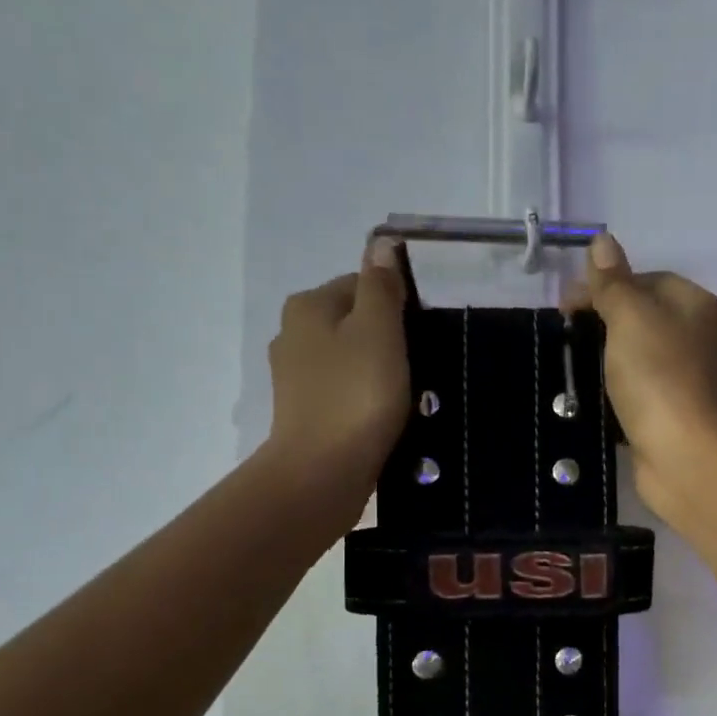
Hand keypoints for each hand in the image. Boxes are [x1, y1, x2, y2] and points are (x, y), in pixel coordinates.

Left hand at [263, 238, 410, 512]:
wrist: (322, 472)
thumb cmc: (357, 396)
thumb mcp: (379, 331)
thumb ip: (381, 286)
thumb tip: (382, 243)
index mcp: (308, 305)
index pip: (361, 284)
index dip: (397, 304)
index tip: (423, 333)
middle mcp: (292, 333)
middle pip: (353, 322)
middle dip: (386, 338)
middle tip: (420, 366)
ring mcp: (294, 376)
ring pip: (348, 359)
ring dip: (376, 371)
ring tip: (406, 396)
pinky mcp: (303, 412)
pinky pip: (342, 391)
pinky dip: (362, 398)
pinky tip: (382, 417)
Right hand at [570, 232, 716, 520]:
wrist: (683, 455)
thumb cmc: (658, 377)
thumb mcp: (630, 317)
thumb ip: (614, 282)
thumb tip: (602, 240)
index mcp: (698, 306)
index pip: (648, 280)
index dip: (606, 286)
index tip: (567, 306)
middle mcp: (702, 339)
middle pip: (646, 318)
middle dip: (606, 322)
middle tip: (568, 335)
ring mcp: (692, 380)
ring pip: (643, 356)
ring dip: (610, 358)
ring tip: (576, 365)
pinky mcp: (678, 415)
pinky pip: (643, 391)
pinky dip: (620, 391)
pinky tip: (596, 397)